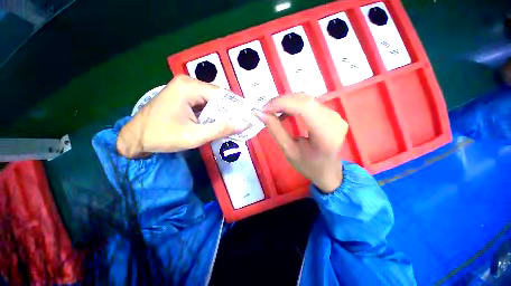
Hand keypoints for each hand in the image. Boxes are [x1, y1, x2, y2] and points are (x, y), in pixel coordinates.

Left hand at [117, 75, 241, 157]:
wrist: (136, 138)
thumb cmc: (162, 136)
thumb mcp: (194, 136)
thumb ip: (220, 129)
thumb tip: (242, 125)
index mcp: (189, 87)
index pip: (222, 94)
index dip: (236, 107)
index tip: (247, 118)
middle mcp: (188, 83)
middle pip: (218, 97)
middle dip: (230, 111)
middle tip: (241, 124)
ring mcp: (185, 89)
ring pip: (213, 101)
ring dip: (222, 113)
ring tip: (233, 125)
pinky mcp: (184, 96)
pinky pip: (205, 104)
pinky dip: (213, 114)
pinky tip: (218, 123)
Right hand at [257, 93, 347, 192]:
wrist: (328, 170)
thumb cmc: (308, 165)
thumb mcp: (288, 150)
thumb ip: (275, 130)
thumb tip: (260, 113)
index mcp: (325, 134)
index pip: (304, 107)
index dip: (282, 103)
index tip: (264, 109)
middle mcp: (334, 120)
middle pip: (305, 100)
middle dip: (282, 102)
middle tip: (265, 110)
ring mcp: (336, 115)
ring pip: (306, 99)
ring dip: (287, 102)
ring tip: (273, 111)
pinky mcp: (332, 113)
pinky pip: (310, 103)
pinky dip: (294, 105)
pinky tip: (285, 113)